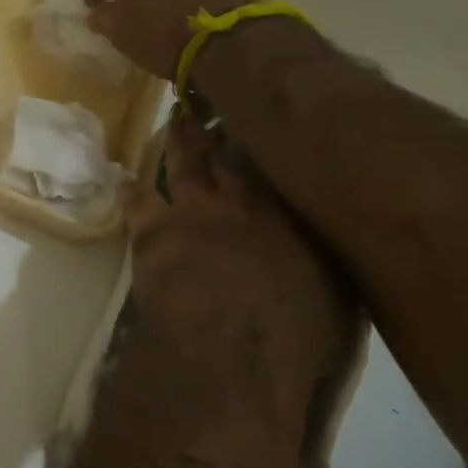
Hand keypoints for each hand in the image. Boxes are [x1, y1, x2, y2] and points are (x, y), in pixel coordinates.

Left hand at [123, 119, 356, 429]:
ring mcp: (187, 212)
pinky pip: (136, 200)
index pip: (265, 156)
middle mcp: (234, 198)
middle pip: (219, 149)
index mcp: (281, 208)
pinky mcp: (150, 235)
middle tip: (209, 108)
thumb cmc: (296, 336)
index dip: (257, 135)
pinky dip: (134, 188)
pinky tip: (129, 180)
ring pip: (176, 162)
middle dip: (214, 127)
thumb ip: (328, 251)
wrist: (230, 359)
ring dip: (176, 142)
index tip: (255, 118)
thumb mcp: (338, 293)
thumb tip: (334, 228)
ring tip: (175, 125)